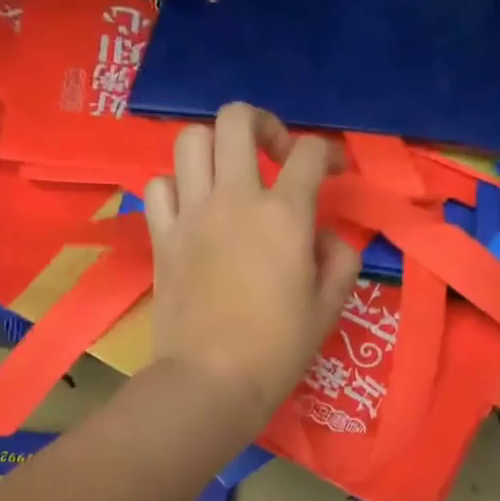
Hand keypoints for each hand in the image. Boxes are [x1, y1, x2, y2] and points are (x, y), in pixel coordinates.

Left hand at [144, 103, 361, 429]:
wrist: (211, 381)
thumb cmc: (278, 350)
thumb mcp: (328, 307)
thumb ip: (340, 259)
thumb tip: (326, 235)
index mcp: (283, 215)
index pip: (308, 153)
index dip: (328, 153)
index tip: (332, 172)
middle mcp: (234, 199)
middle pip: (237, 119)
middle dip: (262, 124)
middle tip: (274, 155)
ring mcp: (191, 215)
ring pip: (191, 140)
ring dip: (215, 147)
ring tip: (229, 177)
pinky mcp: (162, 237)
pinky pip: (159, 186)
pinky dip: (177, 186)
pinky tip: (193, 209)